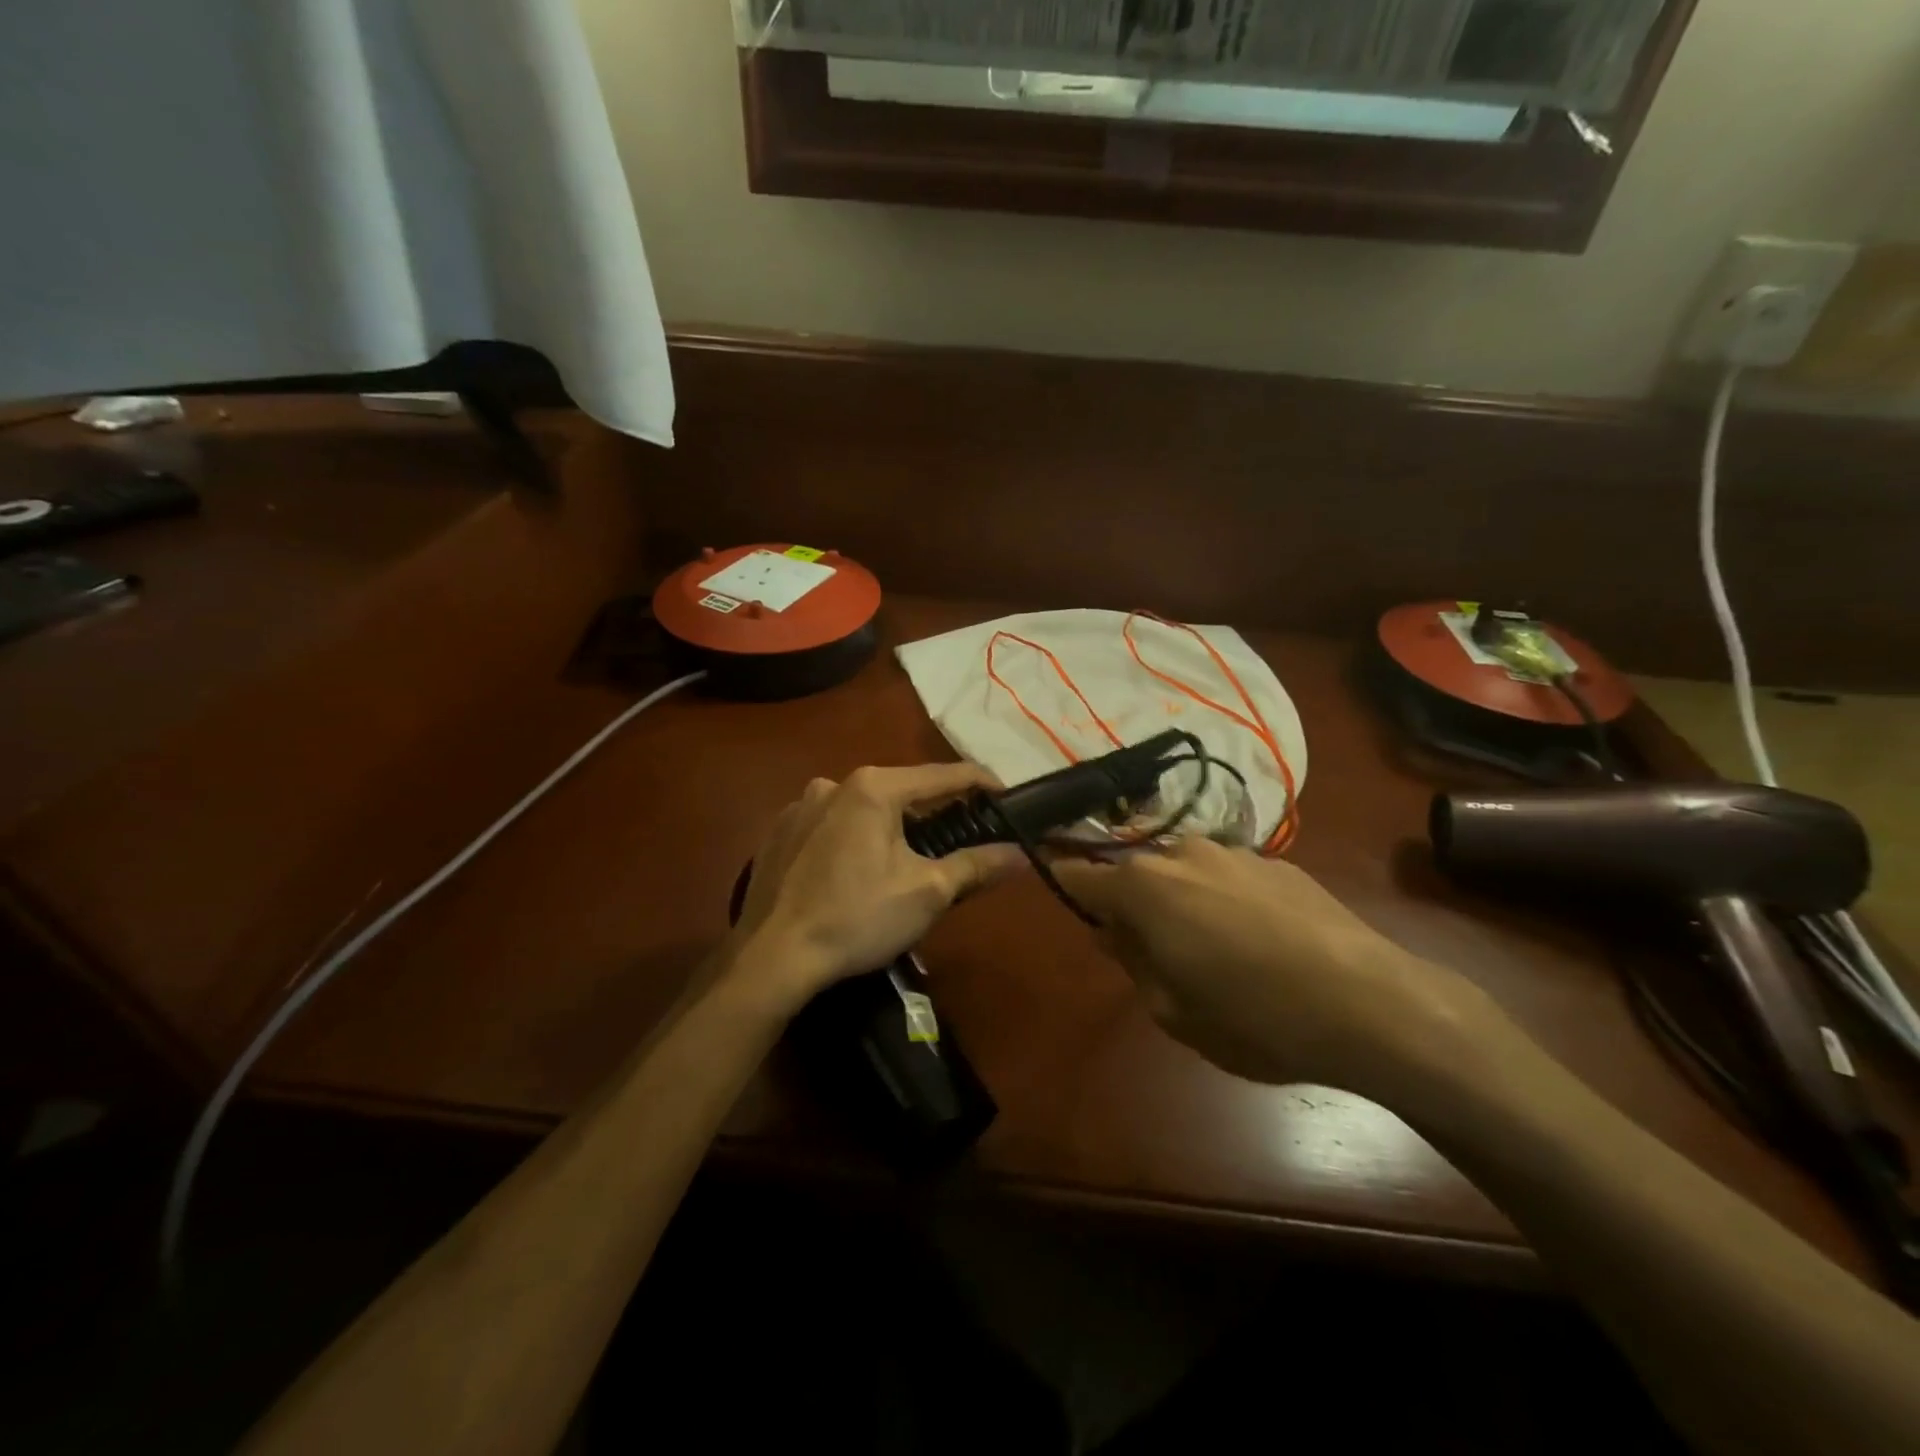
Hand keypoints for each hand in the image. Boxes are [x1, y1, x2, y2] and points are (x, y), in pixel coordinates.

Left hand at [732, 764, 1025, 1009]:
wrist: (770, 958)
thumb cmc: (857, 918)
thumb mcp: (928, 892)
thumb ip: (977, 865)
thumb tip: (1022, 853)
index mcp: (874, 787)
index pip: (944, 775)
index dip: (982, 783)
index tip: (1008, 796)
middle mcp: (834, 783)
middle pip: (902, 790)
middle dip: (934, 812)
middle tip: (961, 838)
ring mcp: (800, 806)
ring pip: (863, 808)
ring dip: (890, 826)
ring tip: (907, 861)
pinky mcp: (779, 833)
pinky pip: (831, 826)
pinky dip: (853, 838)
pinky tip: (855, 872)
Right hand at [1050, 838, 1489, 1096]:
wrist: (1371, 1003)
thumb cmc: (1254, 1017)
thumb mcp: (1172, 1011)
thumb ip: (1132, 962)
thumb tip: (1113, 932)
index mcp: (1143, 887)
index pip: (1079, 874)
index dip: (1065, 886)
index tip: (1066, 902)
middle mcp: (1181, 853)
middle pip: (1135, 873)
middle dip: (1132, 905)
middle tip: (1151, 952)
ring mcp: (1234, 852)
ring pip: (1185, 872)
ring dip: (1182, 901)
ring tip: (1213, 950)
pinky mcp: (1280, 862)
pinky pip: (1230, 877)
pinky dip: (1226, 900)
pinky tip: (1261, 943)